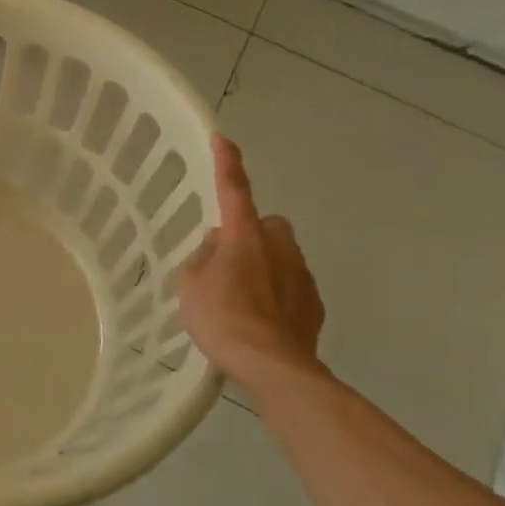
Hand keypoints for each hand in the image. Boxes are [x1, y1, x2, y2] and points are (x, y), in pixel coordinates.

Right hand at [177, 136, 326, 385]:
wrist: (273, 367)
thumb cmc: (222, 320)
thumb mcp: (190, 286)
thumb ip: (202, 258)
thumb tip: (217, 247)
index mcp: (244, 236)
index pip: (233, 189)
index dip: (227, 163)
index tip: (222, 139)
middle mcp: (278, 247)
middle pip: (267, 224)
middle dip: (252, 233)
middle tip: (228, 259)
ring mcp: (302, 275)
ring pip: (282, 255)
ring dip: (265, 265)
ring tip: (242, 298)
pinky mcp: (314, 304)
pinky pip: (291, 286)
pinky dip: (278, 294)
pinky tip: (262, 319)